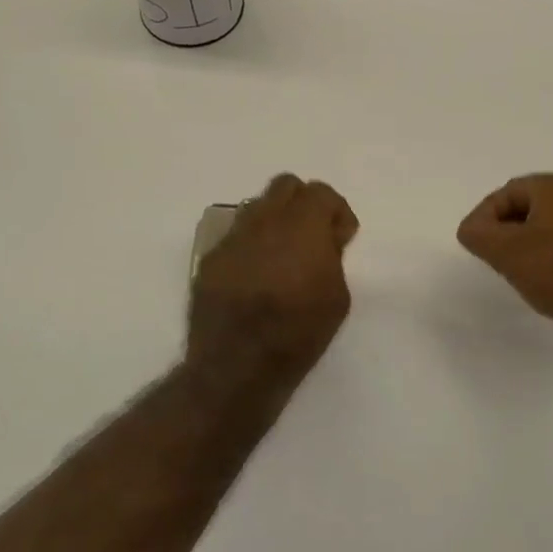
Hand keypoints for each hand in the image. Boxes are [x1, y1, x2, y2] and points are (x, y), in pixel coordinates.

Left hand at [188, 174, 358, 381]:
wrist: (237, 365)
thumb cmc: (299, 332)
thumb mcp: (338, 297)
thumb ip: (333, 257)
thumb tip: (324, 240)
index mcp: (302, 224)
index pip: (321, 192)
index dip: (336, 211)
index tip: (341, 238)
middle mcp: (264, 220)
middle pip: (285, 186)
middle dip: (304, 204)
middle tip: (313, 236)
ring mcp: (233, 237)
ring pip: (257, 207)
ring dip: (275, 220)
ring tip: (282, 255)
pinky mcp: (211, 259)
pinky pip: (236, 237)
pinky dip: (251, 246)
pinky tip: (255, 277)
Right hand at [457, 174, 552, 352]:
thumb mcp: (506, 253)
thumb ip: (478, 233)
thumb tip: (471, 228)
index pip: (508, 192)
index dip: (485, 217)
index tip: (477, 245)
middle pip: (530, 205)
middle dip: (507, 229)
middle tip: (495, 257)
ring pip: (551, 223)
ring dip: (529, 242)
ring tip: (519, 270)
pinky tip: (548, 277)